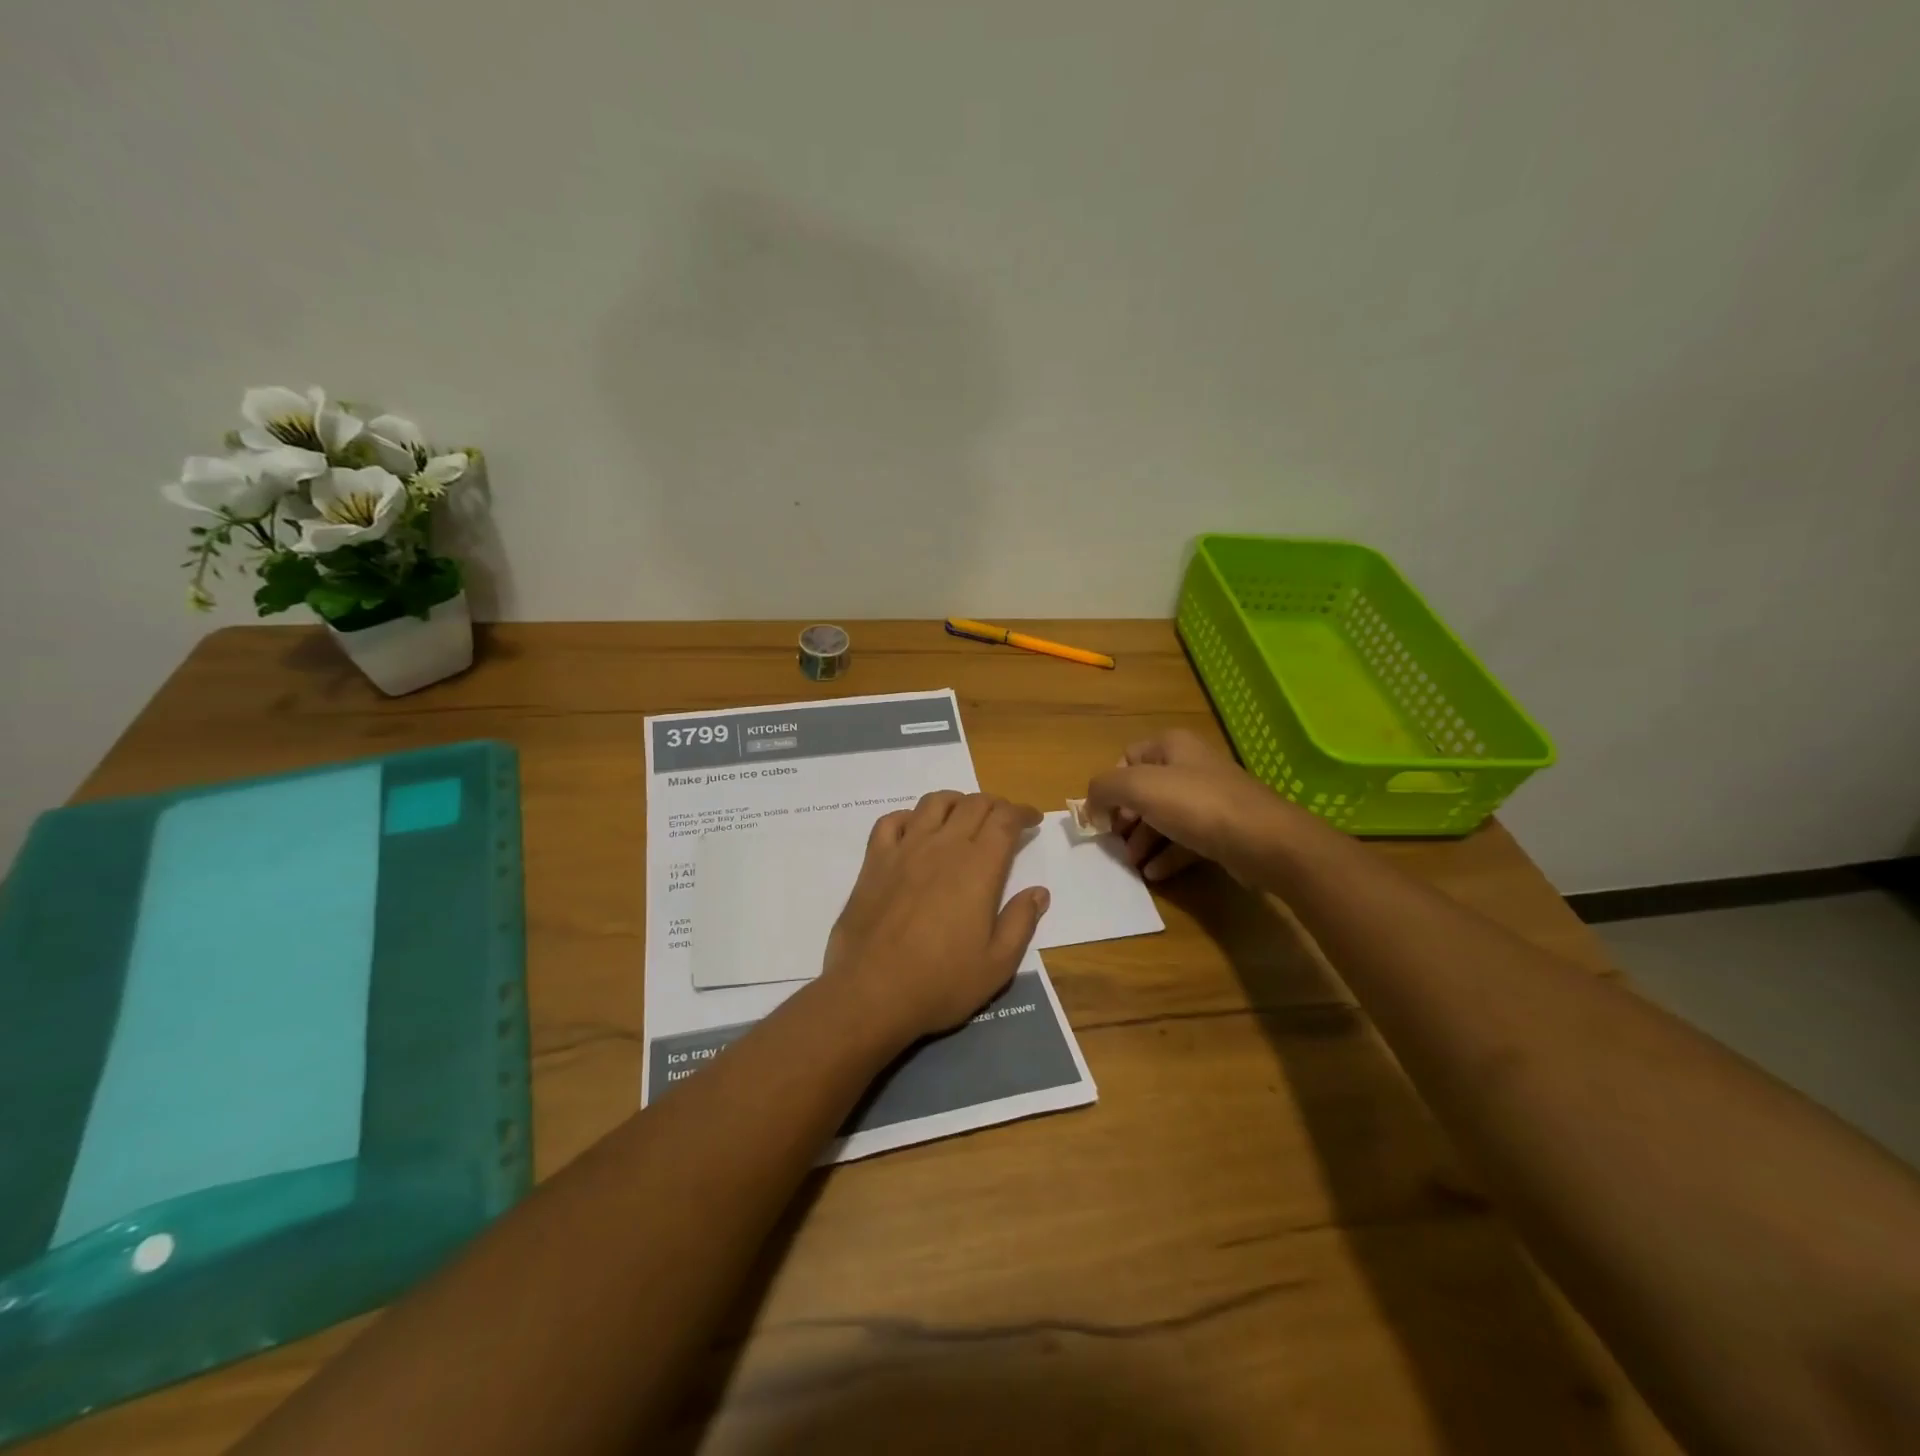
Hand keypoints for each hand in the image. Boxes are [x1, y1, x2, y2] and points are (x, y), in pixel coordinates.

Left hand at [821, 791, 1050, 1048]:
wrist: (872, 992)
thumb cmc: (941, 982)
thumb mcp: (998, 964)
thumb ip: (1021, 922)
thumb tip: (1038, 892)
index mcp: (979, 867)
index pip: (1005, 819)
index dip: (1023, 812)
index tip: (1033, 820)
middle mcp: (943, 846)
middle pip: (974, 804)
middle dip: (996, 805)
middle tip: (1005, 820)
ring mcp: (905, 849)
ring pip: (934, 803)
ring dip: (956, 802)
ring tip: (964, 816)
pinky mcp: (874, 861)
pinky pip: (891, 821)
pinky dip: (909, 817)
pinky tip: (916, 831)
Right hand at [1084, 729, 1311, 883]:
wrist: (1264, 841)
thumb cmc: (1196, 805)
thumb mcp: (1138, 787)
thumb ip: (1104, 788)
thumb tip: (1092, 805)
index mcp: (1172, 746)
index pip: (1127, 757)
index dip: (1111, 784)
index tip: (1103, 814)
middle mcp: (1191, 766)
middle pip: (1144, 790)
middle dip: (1125, 818)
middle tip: (1115, 841)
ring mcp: (1209, 799)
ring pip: (1164, 817)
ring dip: (1143, 840)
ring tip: (1133, 864)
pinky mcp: (1222, 829)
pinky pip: (1185, 840)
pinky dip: (1167, 855)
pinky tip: (1154, 874)